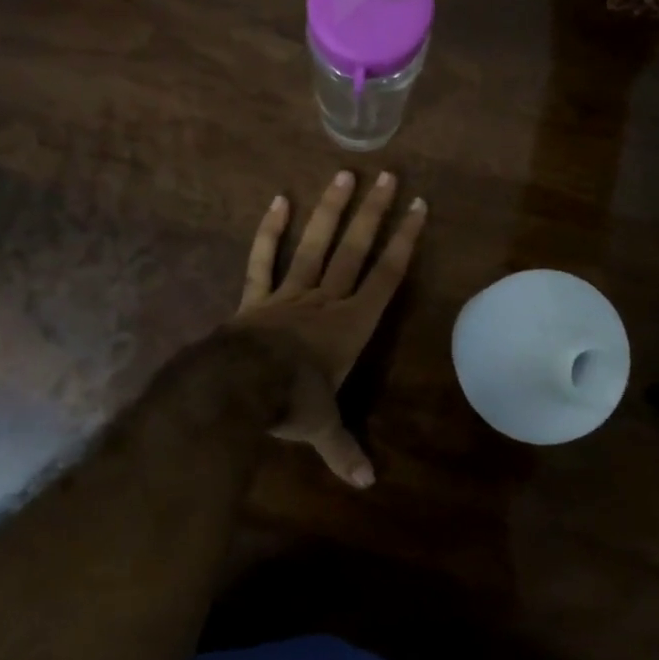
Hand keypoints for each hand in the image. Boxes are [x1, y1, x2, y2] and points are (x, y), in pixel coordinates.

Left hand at [234, 169, 427, 487]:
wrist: (239, 388)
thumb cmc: (292, 403)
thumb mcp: (322, 430)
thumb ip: (345, 451)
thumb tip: (367, 484)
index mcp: (351, 325)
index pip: (386, 276)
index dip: (405, 242)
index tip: (419, 207)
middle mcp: (325, 301)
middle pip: (354, 250)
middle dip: (374, 213)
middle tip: (388, 176)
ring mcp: (288, 294)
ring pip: (315, 245)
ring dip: (330, 210)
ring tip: (343, 174)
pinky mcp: (256, 296)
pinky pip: (263, 259)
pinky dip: (270, 231)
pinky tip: (278, 200)